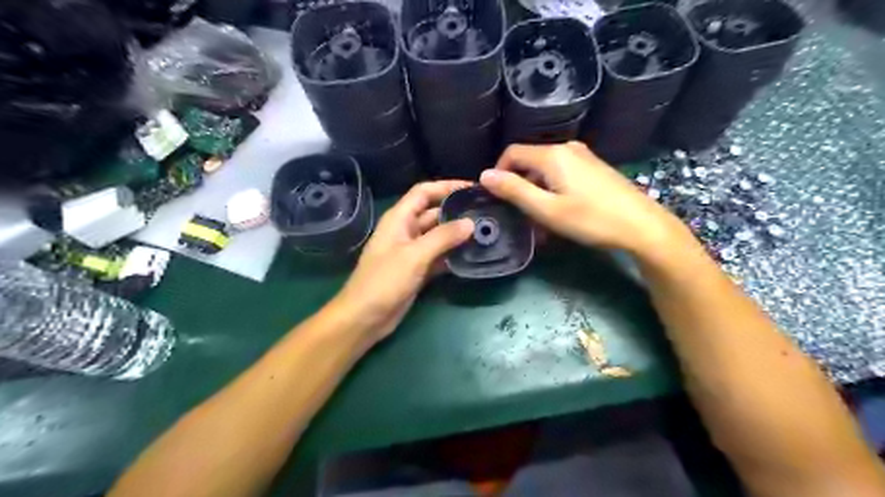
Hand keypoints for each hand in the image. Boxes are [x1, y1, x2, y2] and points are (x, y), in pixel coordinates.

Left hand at [332, 181, 473, 342]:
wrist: (365, 318)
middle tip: (486, 212)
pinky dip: (453, 255)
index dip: (447, 186)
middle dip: (457, 212)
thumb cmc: (384, 281)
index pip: (424, 192)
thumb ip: (443, 237)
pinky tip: (473, 255)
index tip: (472, 187)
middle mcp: (406, 230)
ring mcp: (412, 251)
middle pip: (434, 213)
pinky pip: (439, 256)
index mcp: (399, 219)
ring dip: (458, 234)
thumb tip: (470, 223)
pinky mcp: (418, 270)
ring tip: (485, 231)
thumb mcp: (414, 255)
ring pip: (439, 236)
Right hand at [476, 140, 681, 254]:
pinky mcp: (594, 167)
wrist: (641, 226)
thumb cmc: (590, 219)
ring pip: (546, 169)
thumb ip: (514, 190)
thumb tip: (484, 175)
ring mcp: (584, 156)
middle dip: (519, 185)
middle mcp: (567, 148)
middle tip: (520, 214)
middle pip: (529, 161)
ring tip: (540, 217)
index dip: (499, 173)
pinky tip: (561, 210)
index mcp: (552, 154)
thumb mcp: (546, 209)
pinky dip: (553, 188)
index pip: (511, 153)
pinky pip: (563, 173)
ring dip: (536, 190)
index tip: (498, 198)